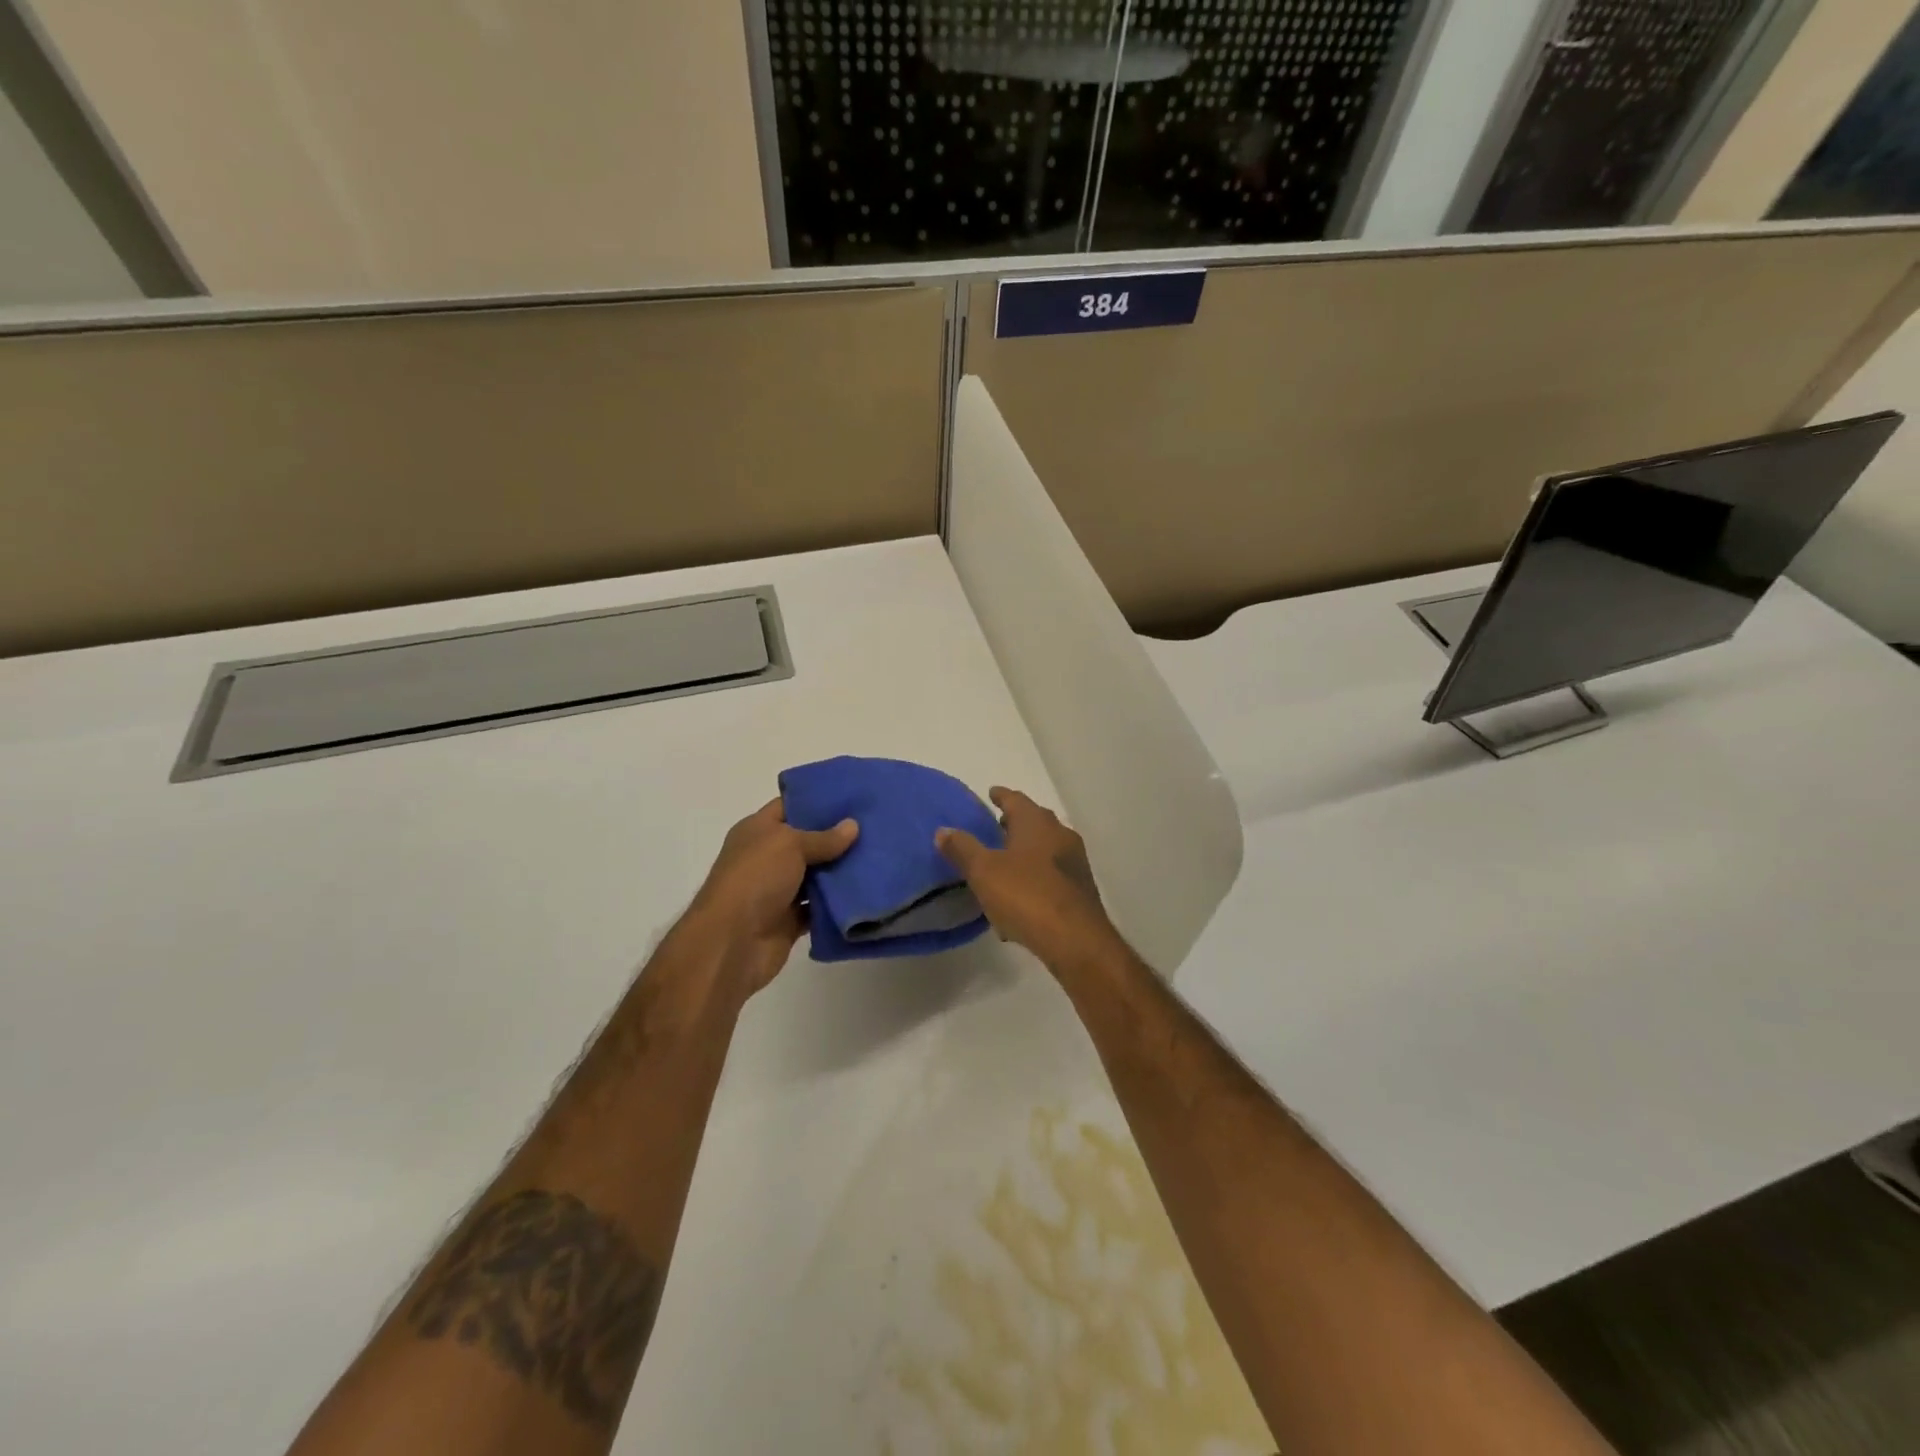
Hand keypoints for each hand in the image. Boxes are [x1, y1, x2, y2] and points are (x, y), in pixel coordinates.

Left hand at [682, 799, 857, 995]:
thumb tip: (853, 825)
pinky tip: (867, 891)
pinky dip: (838, 903)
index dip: (817, 800)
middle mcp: (767, 858)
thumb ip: (823, 837)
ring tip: (879, 855)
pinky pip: (819, 907)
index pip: (789, 807)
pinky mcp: (790, 920)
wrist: (732, 942)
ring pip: (817, 876)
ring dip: (841, 870)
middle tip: (875, 825)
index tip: (852, 796)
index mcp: (757, 831)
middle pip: (807, 842)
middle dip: (838, 836)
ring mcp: (778, 890)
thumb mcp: (789, 844)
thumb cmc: (755, 879)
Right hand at [935, 787, 1123, 972]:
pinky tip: (1020, 900)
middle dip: (1015, 823)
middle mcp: (1060, 835)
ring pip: (1045, 849)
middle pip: (1035, 821)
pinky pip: (1051, 876)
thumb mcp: (984, 871)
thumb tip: (943, 830)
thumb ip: (963, 849)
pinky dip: (1035, 879)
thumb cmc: (1026, 895)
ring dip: (1026, 852)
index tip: (991, 794)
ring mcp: (1075, 862)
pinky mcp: (1080, 890)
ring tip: (1004, 864)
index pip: (1015, 799)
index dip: (1001, 796)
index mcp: (1036, 822)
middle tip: (995, 828)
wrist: (1075, 939)